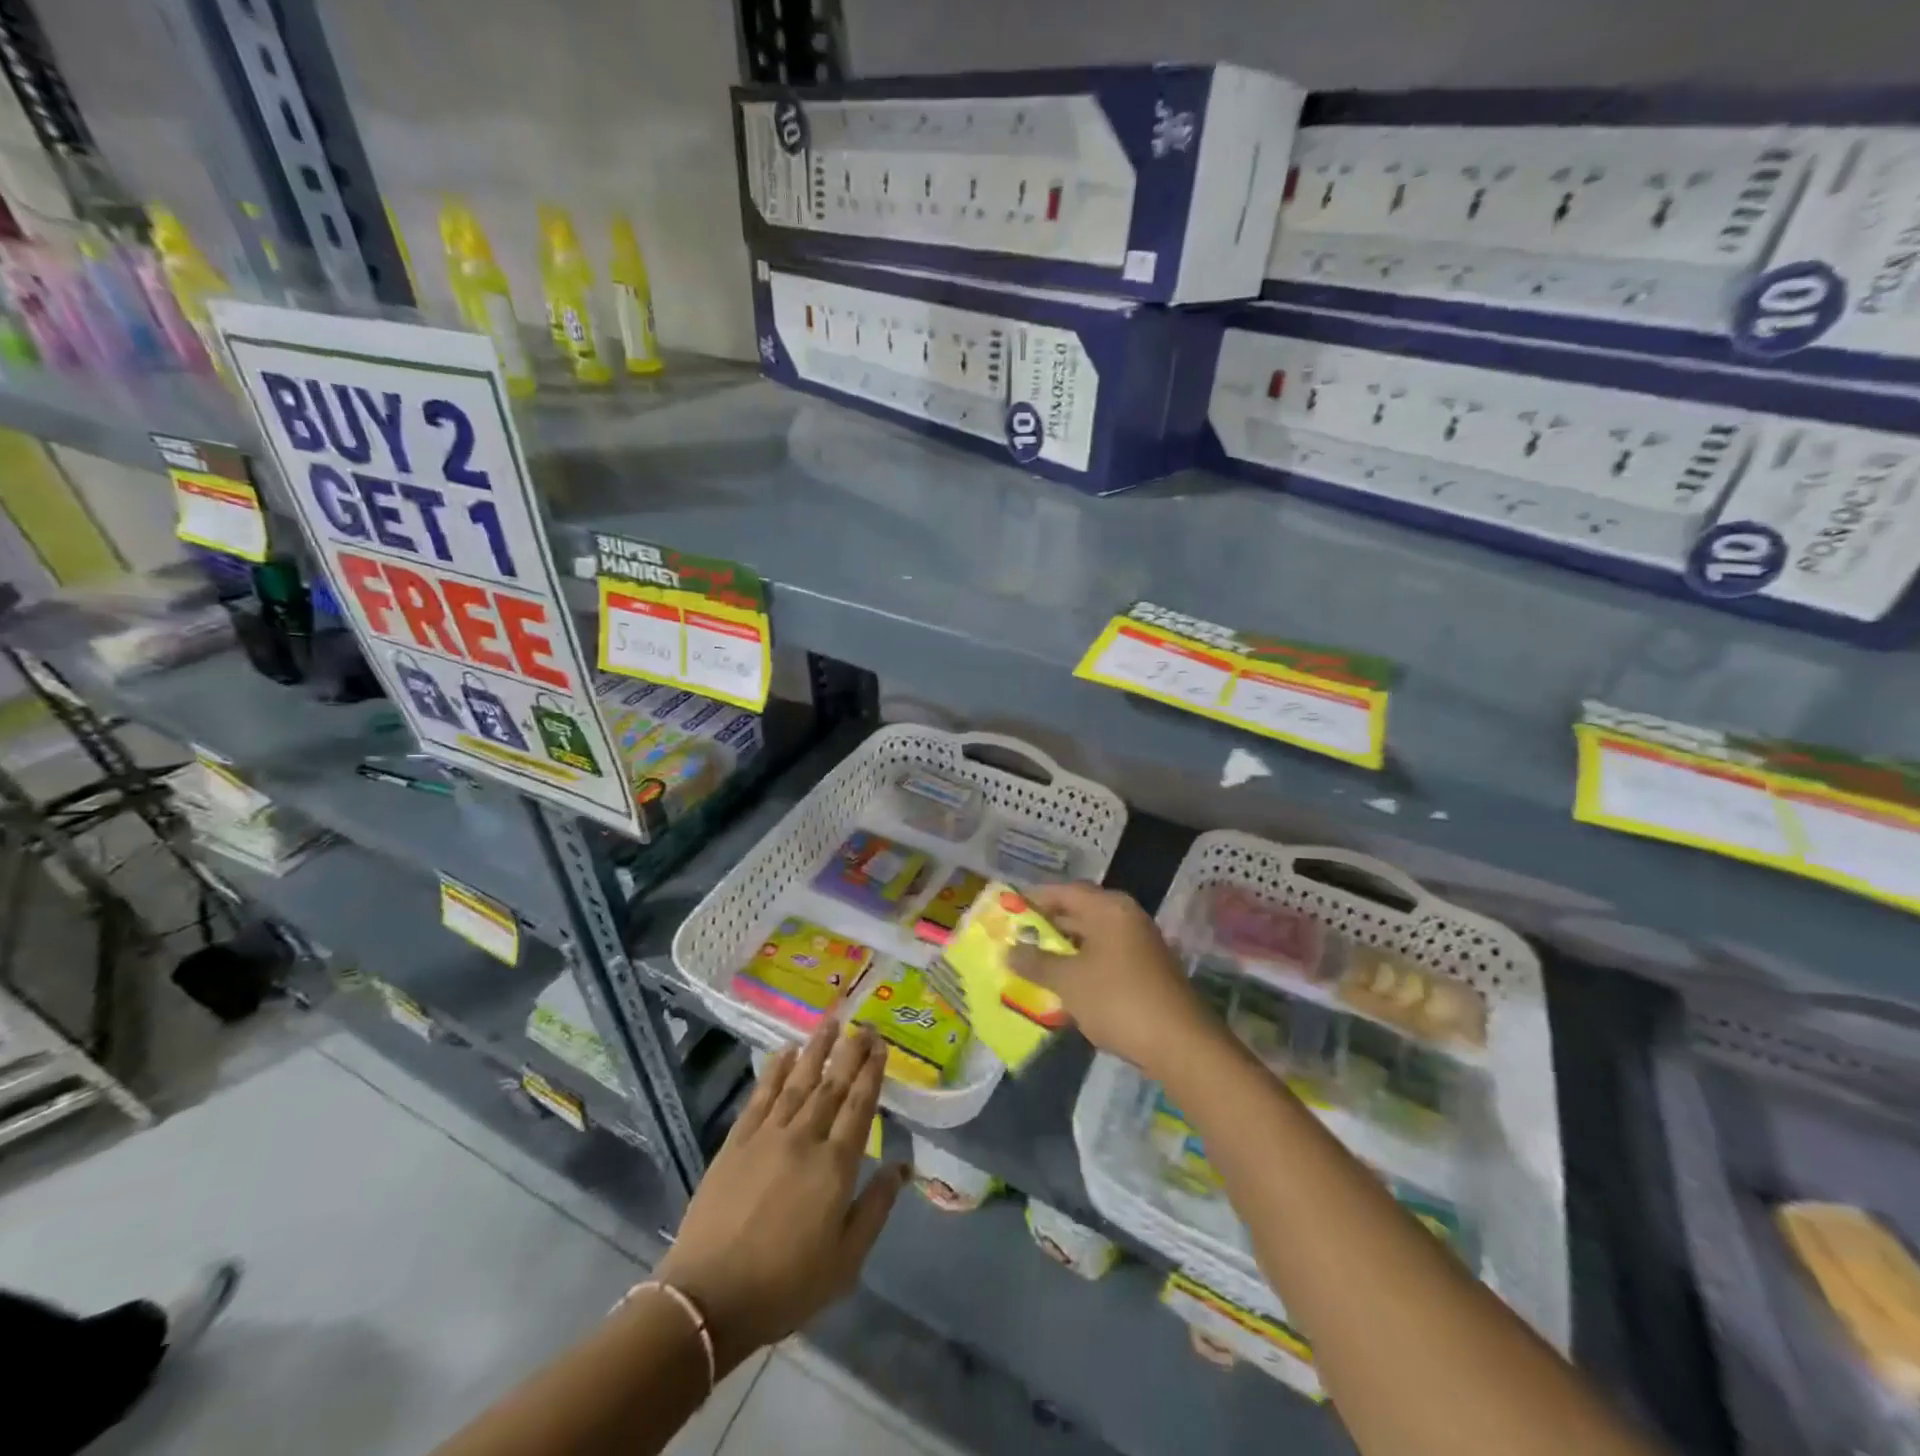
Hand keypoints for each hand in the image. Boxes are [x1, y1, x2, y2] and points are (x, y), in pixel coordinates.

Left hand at [655, 1023, 907, 1372]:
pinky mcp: (736, 1142)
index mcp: (835, 1166)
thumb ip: (875, 1208)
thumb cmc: (785, 1286)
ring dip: (816, 1049)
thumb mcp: (845, 1261)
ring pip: (798, 1081)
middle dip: (850, 1052)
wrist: (708, 1299)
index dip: (872, 1073)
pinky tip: (785, 1052)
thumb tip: (902, 1167)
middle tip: (864, 1026)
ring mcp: (767, 1136)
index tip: (881, 1045)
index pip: (859, 1106)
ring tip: (830, 1022)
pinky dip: (775, 1070)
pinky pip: (761, 1095)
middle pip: (832, 1085)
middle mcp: (804, 1138)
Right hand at [1007, 882, 1217, 1078]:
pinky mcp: (1146, 969)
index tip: (1007, 909)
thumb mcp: (1069, 982)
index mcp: (1109, 909)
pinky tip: (1064, 983)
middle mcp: (1126, 917)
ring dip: (1064, 948)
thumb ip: (1036, 963)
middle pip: (1079, 911)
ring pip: (1092, 936)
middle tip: (1015, 937)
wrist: (1180, 1044)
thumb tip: (1008, 951)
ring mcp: (1140, 943)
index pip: (1064, 891)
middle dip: (1047, 925)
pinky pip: (1105, 955)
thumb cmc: (1118, 1000)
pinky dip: (1083, 963)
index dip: (1034, 898)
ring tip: (1033, 962)